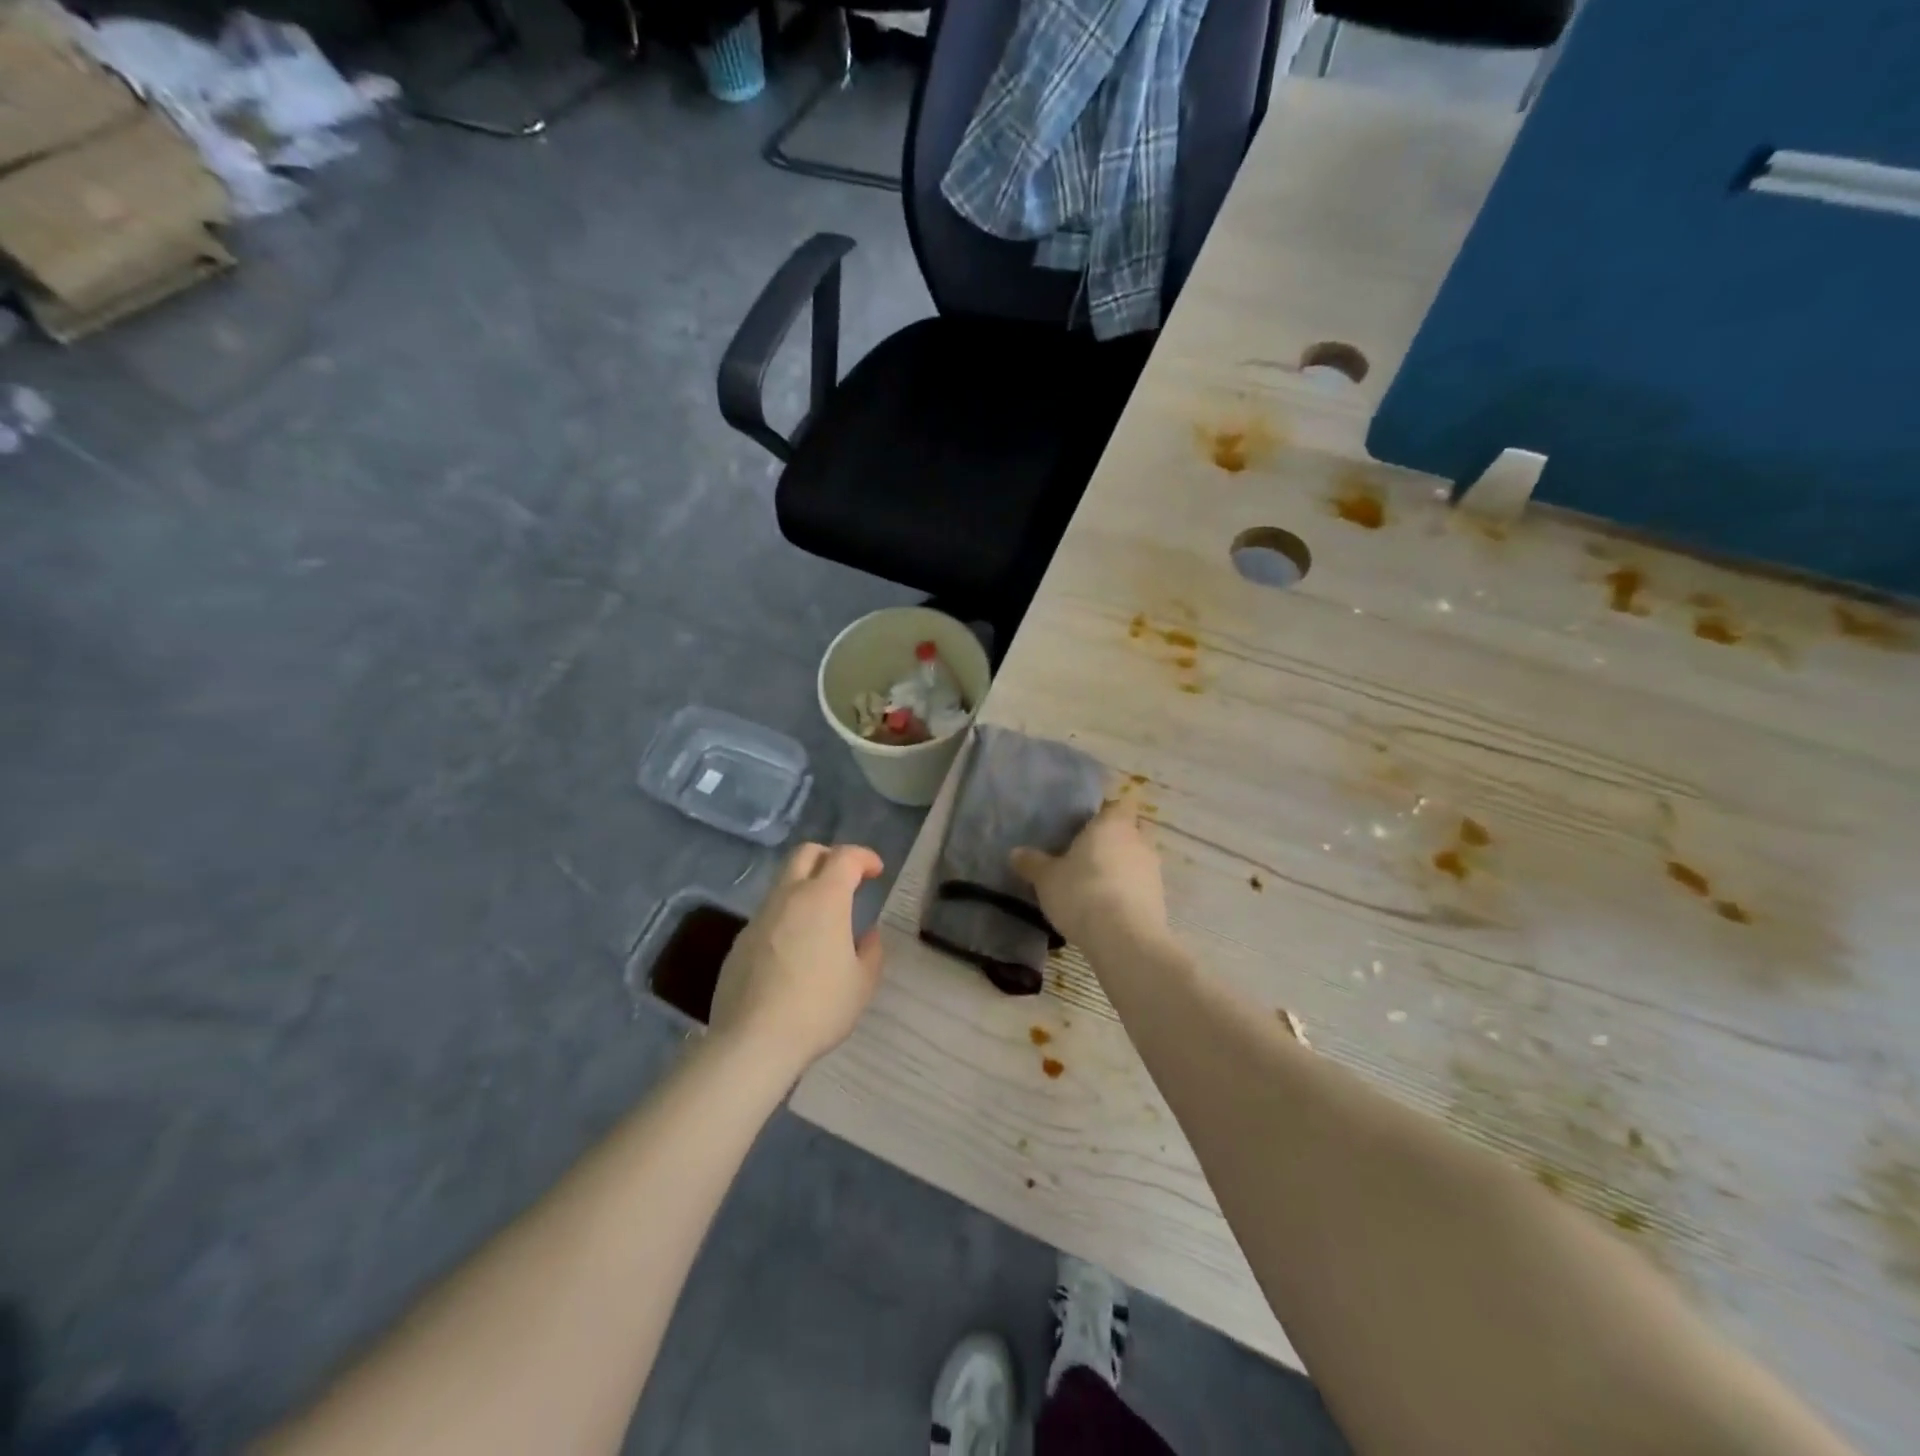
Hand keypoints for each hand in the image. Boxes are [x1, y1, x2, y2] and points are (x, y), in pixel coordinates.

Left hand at [708, 843, 885, 1078]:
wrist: (753, 1041)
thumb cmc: (818, 1008)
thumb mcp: (862, 983)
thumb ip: (871, 952)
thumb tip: (867, 935)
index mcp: (824, 899)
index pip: (844, 857)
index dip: (864, 857)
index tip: (876, 871)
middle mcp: (788, 897)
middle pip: (805, 854)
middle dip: (829, 857)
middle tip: (847, 878)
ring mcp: (759, 918)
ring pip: (783, 884)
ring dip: (805, 887)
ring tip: (822, 918)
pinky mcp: (740, 941)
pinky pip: (768, 915)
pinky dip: (787, 916)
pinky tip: (794, 949)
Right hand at [1010, 798, 1166, 953]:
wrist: (1124, 939)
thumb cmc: (1082, 893)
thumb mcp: (1046, 879)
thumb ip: (1032, 863)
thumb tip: (1015, 853)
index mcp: (1112, 824)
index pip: (1117, 804)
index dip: (1104, 812)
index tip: (1086, 825)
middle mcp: (1138, 840)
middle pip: (1131, 830)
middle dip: (1115, 839)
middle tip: (1089, 853)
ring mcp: (1153, 870)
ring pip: (1138, 858)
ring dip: (1123, 867)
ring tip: (1096, 884)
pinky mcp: (1160, 899)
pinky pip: (1141, 886)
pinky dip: (1129, 892)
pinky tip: (1109, 907)